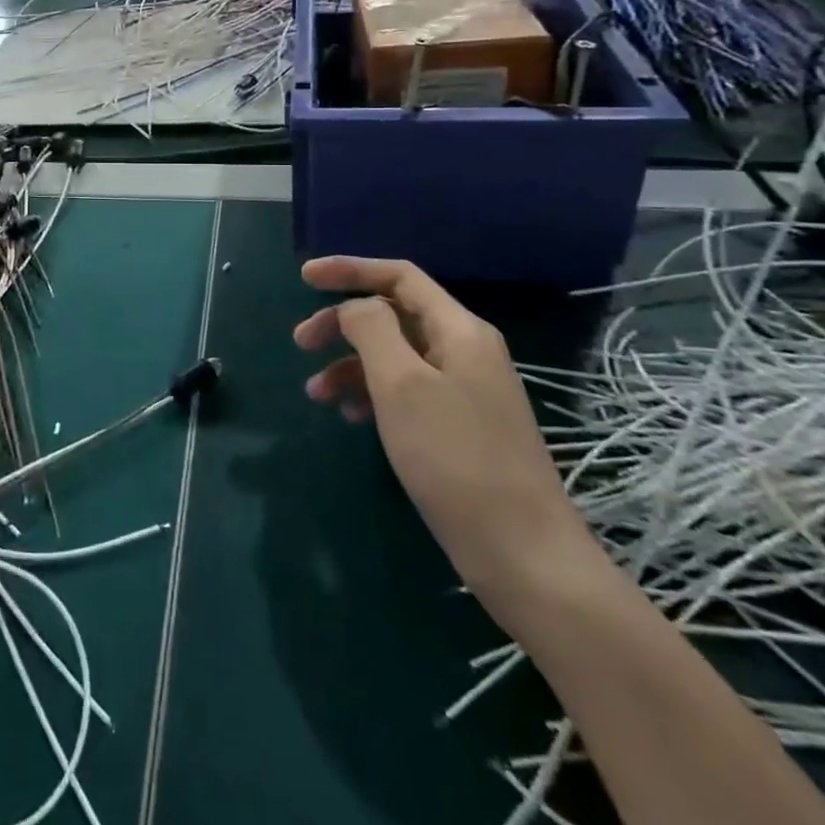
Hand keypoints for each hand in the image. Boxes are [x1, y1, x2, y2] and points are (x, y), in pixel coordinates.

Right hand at [295, 256, 604, 622]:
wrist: (524, 555)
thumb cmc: (455, 459)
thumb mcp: (402, 385)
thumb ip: (372, 330)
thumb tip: (355, 307)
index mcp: (459, 330)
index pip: (399, 277)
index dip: (349, 269)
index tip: (303, 278)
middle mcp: (465, 351)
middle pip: (393, 315)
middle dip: (342, 322)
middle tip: (300, 343)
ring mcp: (465, 390)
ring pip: (395, 356)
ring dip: (350, 365)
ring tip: (315, 393)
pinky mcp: (459, 427)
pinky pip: (406, 391)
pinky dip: (371, 394)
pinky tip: (350, 417)